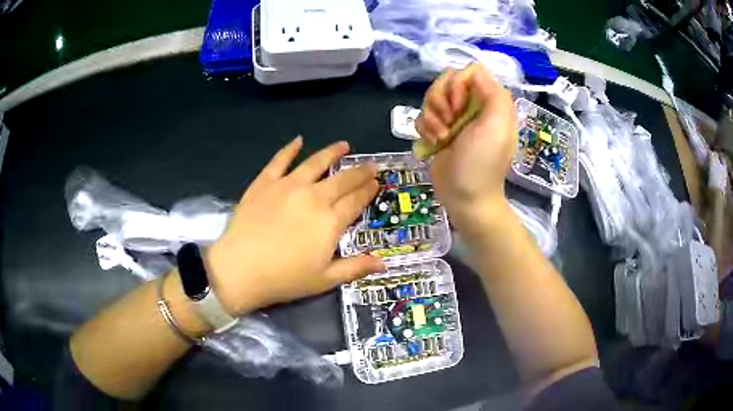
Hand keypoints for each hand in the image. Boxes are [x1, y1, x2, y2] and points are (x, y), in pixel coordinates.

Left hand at [206, 137, 384, 314]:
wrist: (240, 269)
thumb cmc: (285, 279)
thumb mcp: (325, 280)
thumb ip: (355, 268)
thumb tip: (384, 265)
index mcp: (330, 221)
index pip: (356, 201)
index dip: (368, 191)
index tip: (377, 183)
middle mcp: (314, 197)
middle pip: (342, 179)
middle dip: (359, 171)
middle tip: (370, 164)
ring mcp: (288, 186)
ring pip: (316, 163)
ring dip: (332, 152)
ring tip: (344, 145)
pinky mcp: (265, 182)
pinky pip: (280, 160)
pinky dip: (290, 149)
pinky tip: (298, 140)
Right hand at [415, 64, 515, 218]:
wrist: (465, 196)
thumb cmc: (482, 163)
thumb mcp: (496, 126)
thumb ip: (493, 93)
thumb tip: (476, 72)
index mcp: (490, 101)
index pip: (470, 71)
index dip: (458, 84)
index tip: (458, 107)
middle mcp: (472, 104)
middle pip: (446, 80)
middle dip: (441, 101)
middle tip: (449, 123)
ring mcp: (454, 117)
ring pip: (432, 96)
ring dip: (432, 117)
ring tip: (442, 137)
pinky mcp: (438, 129)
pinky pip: (423, 114)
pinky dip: (425, 129)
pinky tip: (434, 144)